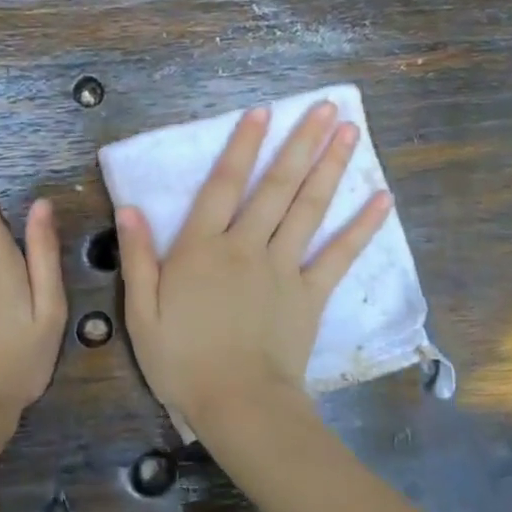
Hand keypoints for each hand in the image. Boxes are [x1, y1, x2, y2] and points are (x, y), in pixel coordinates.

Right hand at [117, 100, 392, 440]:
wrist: (237, 404)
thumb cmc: (181, 361)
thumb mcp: (141, 313)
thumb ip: (136, 258)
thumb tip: (129, 208)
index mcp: (201, 249)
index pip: (222, 186)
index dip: (240, 147)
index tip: (261, 113)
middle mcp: (246, 247)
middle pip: (275, 187)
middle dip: (300, 143)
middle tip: (327, 106)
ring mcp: (283, 268)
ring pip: (308, 209)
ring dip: (329, 168)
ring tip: (350, 131)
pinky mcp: (310, 294)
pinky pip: (339, 255)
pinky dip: (361, 227)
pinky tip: (382, 199)